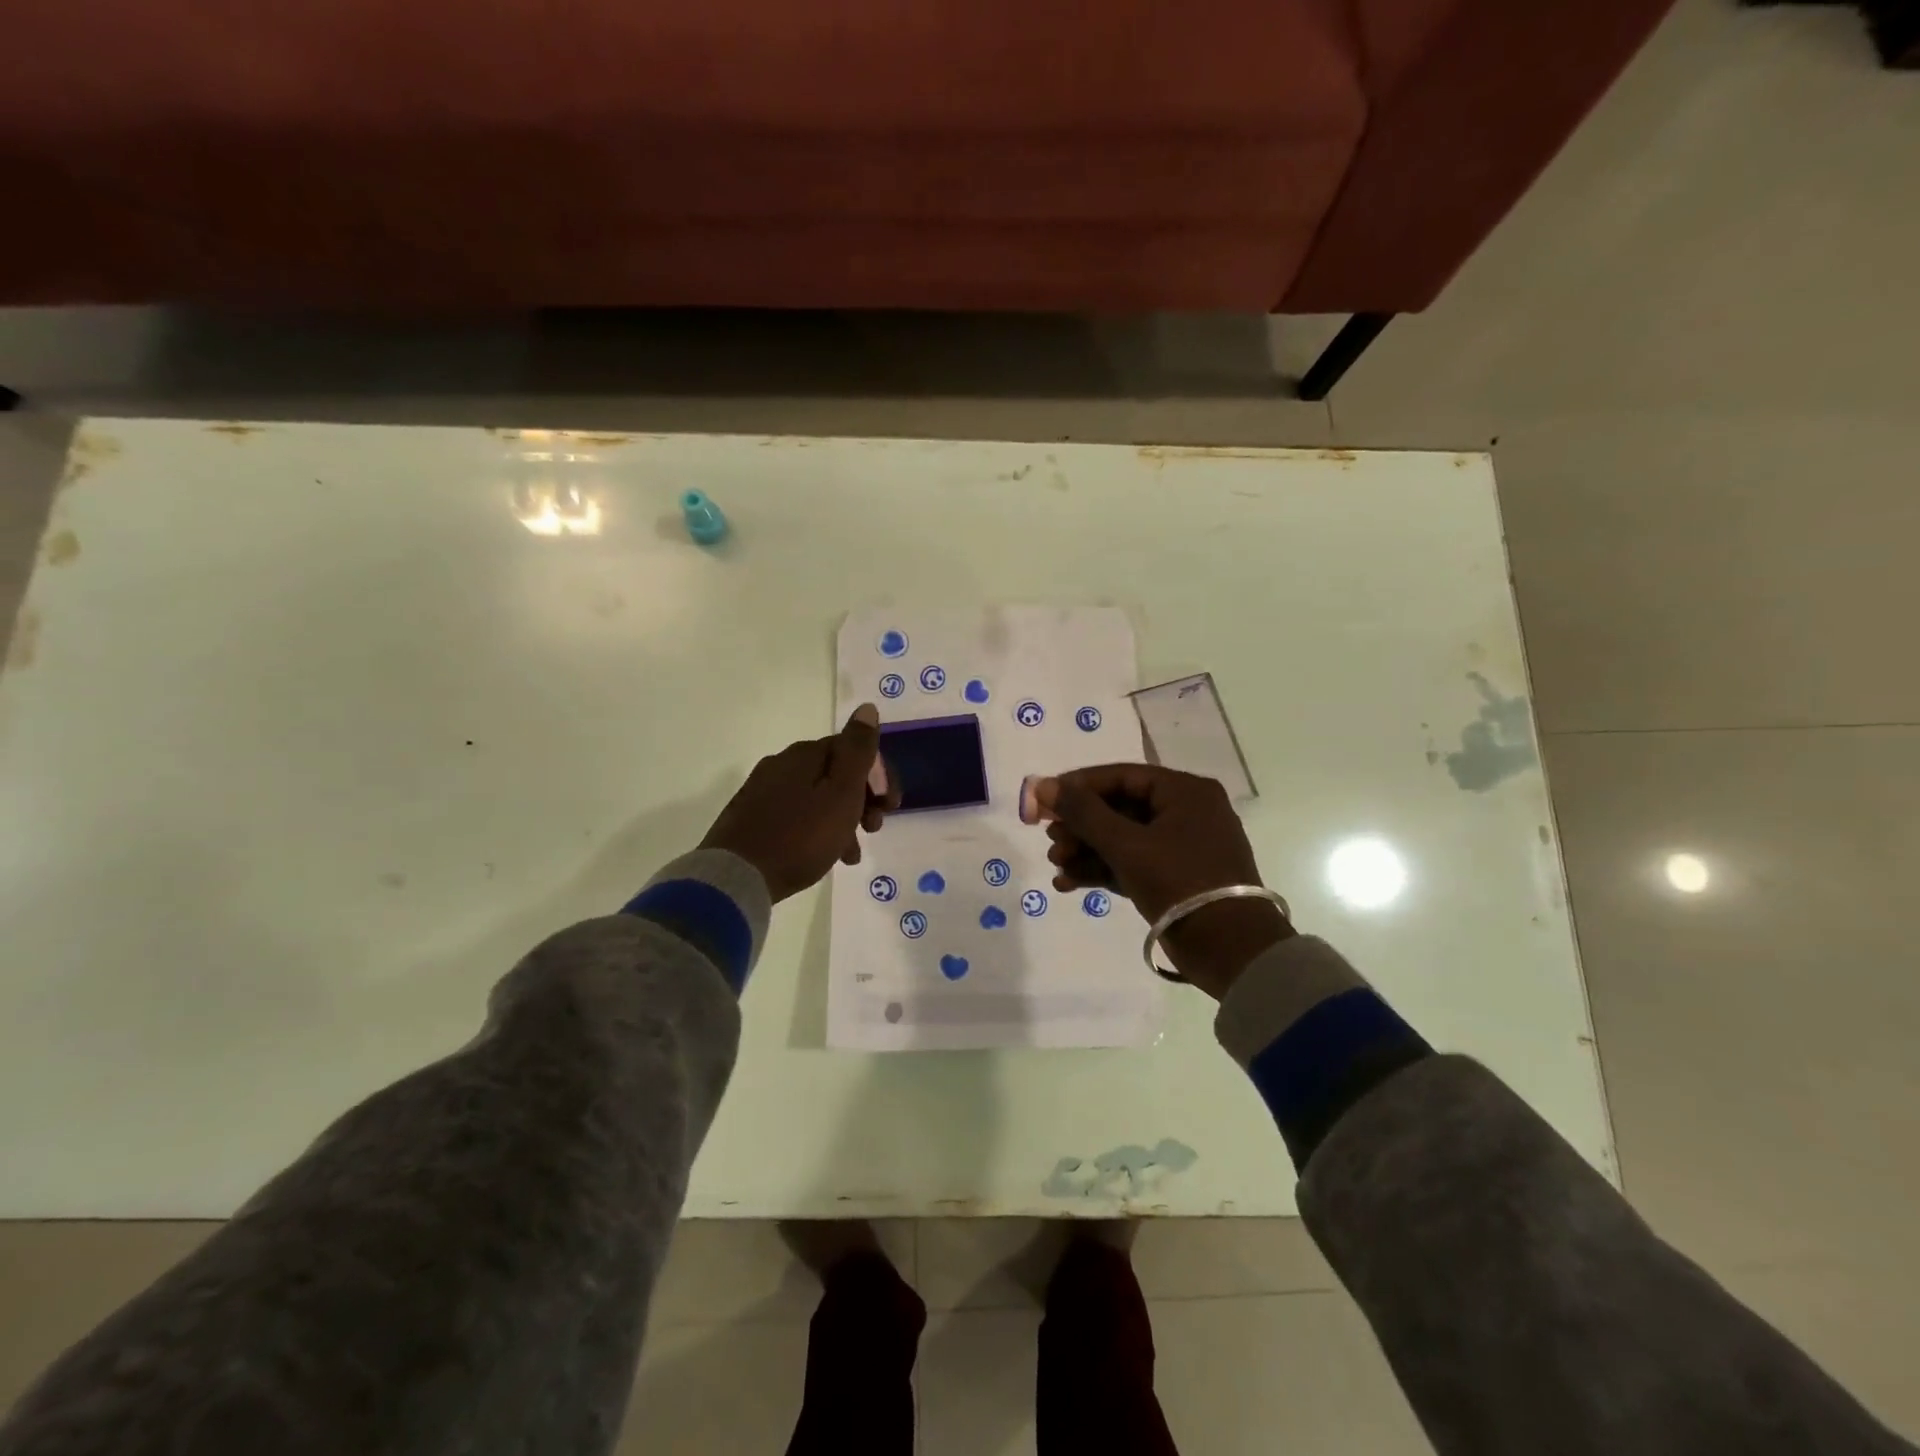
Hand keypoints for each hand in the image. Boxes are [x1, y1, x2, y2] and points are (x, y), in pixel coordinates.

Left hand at [700, 705, 899, 901]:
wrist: (737, 877)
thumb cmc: (801, 835)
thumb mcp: (842, 792)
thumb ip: (858, 750)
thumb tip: (867, 708)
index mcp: (806, 754)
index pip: (854, 749)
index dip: (879, 775)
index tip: (892, 806)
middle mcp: (782, 763)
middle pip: (836, 773)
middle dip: (863, 799)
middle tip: (875, 828)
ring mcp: (763, 790)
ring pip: (818, 798)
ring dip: (843, 820)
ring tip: (852, 854)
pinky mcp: (751, 817)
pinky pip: (797, 816)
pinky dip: (818, 830)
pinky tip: (824, 857)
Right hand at [1036, 764, 1291, 997]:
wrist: (1231, 951)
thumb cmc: (1181, 882)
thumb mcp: (1127, 845)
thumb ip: (1083, 812)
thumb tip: (1042, 785)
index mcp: (1185, 792)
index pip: (1121, 776)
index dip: (1078, 786)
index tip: (1043, 799)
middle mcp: (1186, 812)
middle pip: (1119, 808)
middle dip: (1080, 825)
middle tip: (1049, 839)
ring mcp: (1181, 847)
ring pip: (1122, 838)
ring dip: (1086, 850)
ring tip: (1055, 863)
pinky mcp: (1175, 878)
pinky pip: (1131, 863)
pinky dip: (1102, 870)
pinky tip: (1068, 882)